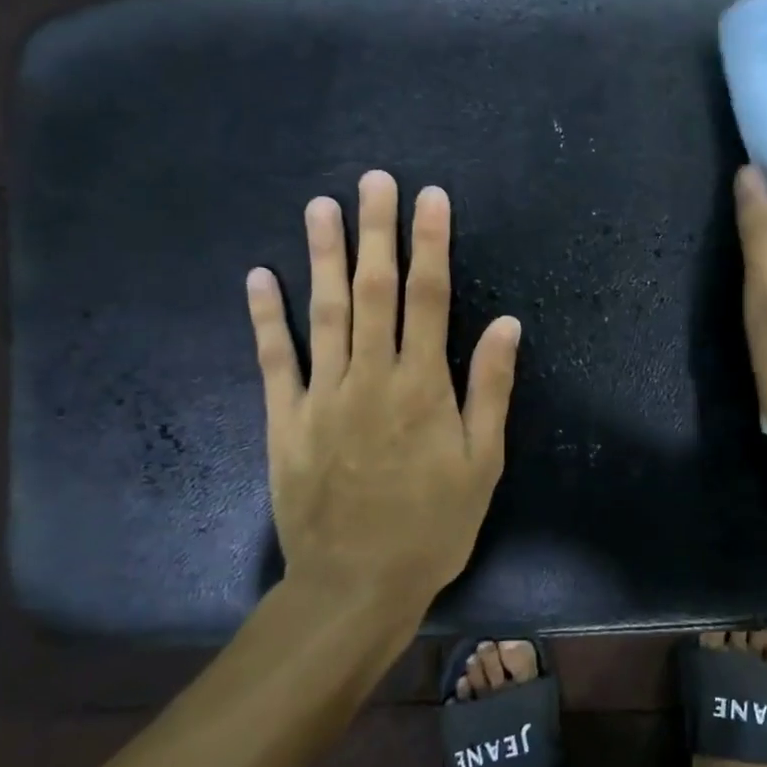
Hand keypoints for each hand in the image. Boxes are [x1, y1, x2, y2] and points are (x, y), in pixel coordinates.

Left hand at [245, 170, 521, 609]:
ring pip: (323, 312)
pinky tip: (260, 276)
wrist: (356, 586)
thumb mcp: (482, 464)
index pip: (429, 298)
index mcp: (422, 386)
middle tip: (373, 180)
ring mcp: (322, 396)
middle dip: (376, 231)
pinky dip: (266, 317)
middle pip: (373, 290)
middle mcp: (370, 377)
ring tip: (321, 206)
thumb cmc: (432, 526)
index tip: (430, 199)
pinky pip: (274, 360)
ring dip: (323, 256)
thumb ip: (491, 389)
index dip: (431, 244)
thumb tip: (507, 324)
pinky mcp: (285, 420)